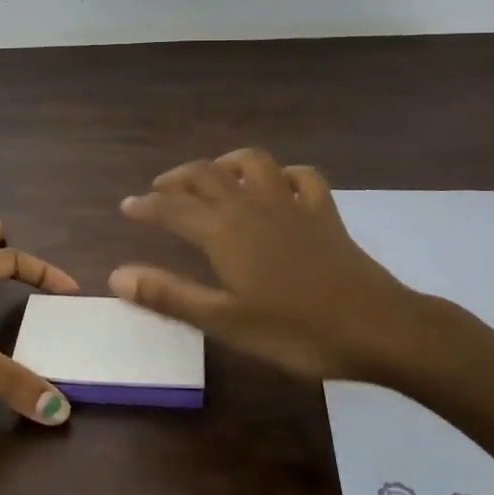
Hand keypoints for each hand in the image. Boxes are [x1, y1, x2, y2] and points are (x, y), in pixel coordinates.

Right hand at [109, 149, 474, 385]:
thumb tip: (118, 275)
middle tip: (160, 190)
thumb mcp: (225, 321)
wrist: (376, 327)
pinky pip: (302, 178)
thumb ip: (170, 295)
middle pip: (207, 175)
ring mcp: (292, 204)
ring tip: (214, 177)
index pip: (173, 208)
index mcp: (224, 231)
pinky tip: (278, 186)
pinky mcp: (324, 212)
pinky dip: (284, 175)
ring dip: (227, 163)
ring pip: (253, 163)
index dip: (146, 205)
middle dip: (178, 179)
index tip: (127, 207)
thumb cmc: (295, 331)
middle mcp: (252, 206)